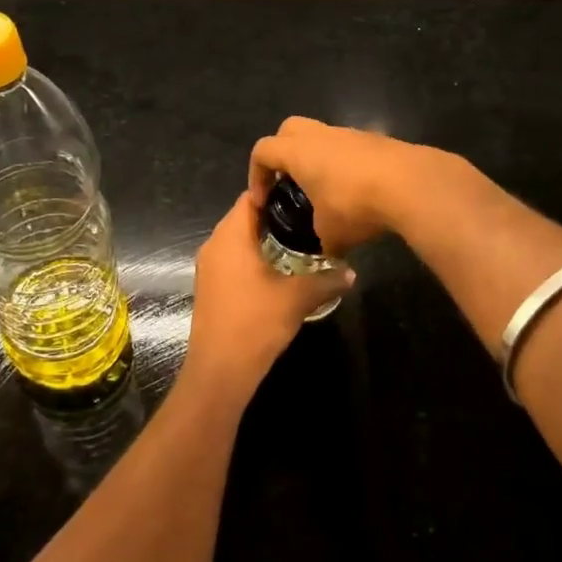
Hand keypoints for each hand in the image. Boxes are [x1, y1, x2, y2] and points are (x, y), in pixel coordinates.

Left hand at [182, 194, 353, 402]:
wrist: (220, 369)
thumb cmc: (256, 322)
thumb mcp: (298, 298)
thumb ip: (326, 280)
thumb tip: (351, 272)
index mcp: (230, 236)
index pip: (251, 197)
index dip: (277, 192)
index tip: (304, 196)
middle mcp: (214, 245)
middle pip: (244, 217)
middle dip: (275, 217)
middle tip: (309, 219)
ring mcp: (209, 267)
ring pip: (238, 241)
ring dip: (265, 240)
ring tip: (300, 243)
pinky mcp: (211, 287)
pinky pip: (233, 260)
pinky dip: (254, 259)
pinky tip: (280, 271)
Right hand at [247, 117, 426, 253]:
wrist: (411, 184)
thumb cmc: (356, 205)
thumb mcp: (331, 234)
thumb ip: (322, 240)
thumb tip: (328, 250)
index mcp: (299, 152)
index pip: (263, 151)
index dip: (256, 174)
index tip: (263, 200)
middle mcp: (322, 136)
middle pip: (289, 129)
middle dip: (283, 153)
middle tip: (288, 183)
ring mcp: (352, 134)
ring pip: (324, 137)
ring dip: (318, 159)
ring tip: (326, 192)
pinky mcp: (378, 141)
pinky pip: (351, 148)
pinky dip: (346, 165)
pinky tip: (358, 193)